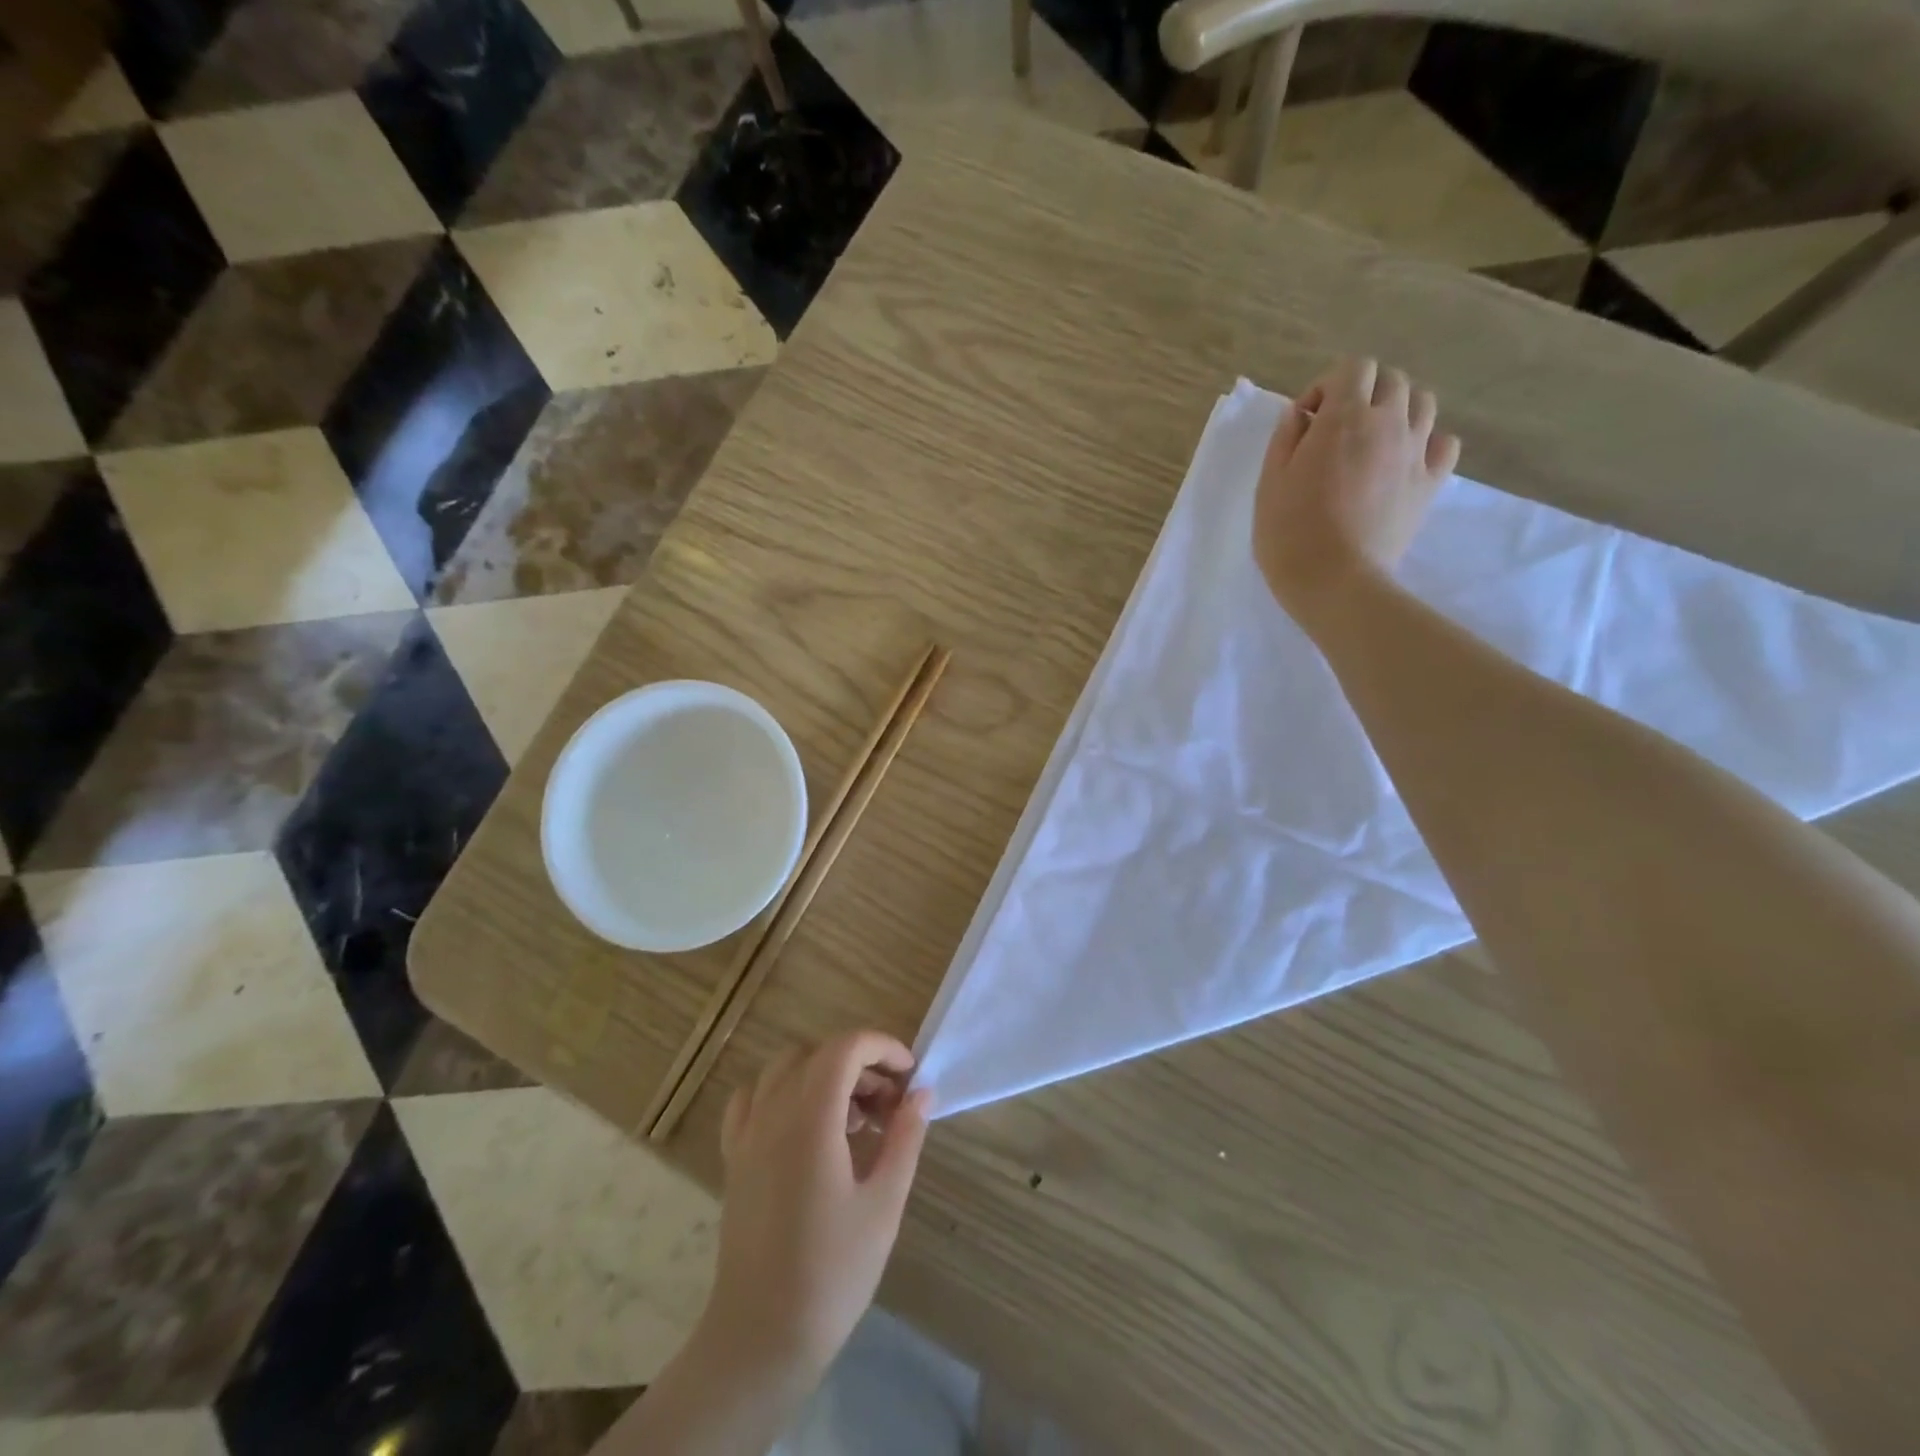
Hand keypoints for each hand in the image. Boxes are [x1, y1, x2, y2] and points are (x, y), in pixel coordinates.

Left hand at [701, 1030, 931, 1384]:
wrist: (760, 1338)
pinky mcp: (733, 1158)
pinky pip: (752, 1099)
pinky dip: (781, 1093)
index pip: (845, 1048)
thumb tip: (921, 1094)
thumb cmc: (832, 1273)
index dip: (882, 1048)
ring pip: (784, 1069)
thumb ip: (904, 1139)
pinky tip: (804, 1126)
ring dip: (823, 1075)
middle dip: (860, 1065)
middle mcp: (773, 1113)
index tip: (910, 1076)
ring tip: (854, 1120)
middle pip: (818, 1054)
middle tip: (890, 1106)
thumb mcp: (884, 1205)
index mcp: (810, 1120)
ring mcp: (747, 1134)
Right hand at [1254, 357, 1459, 633]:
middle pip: (1391, 380)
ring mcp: (1415, 452)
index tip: (1307, 422)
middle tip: (1337, 432)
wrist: (1334, 581)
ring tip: (1373, 443)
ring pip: (1422, 403)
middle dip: (1363, 394)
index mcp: (1344, 418)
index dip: (1327, 387)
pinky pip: (1443, 443)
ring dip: (1397, 412)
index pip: (1353, 368)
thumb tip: (1299, 414)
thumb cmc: (1289, 534)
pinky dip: (1427, 443)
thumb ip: (1285, 440)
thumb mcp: (1269, 484)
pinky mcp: (1431, 482)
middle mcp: (1387, 423)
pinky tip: (1403, 462)